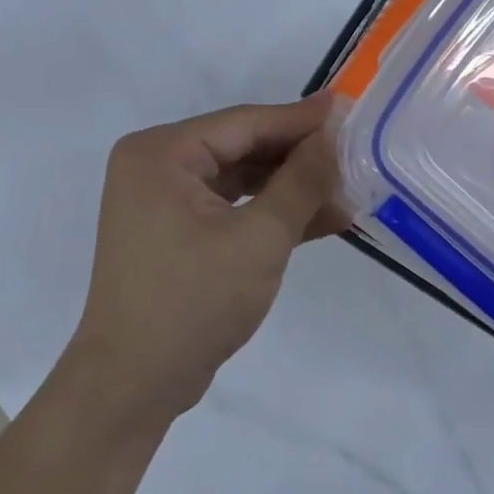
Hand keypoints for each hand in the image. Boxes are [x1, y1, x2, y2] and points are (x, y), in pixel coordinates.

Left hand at [68, 93, 348, 428]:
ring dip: (292, 191)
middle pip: (242, 149)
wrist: (136, 383)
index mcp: (161, 154)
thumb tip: (334, 135)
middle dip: (300, 159)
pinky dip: (271, 215)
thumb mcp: (260, 238)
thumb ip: (301, 182)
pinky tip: (321, 220)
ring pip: (241, 182)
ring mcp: (164, 203)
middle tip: (357, 155)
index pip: (245, 123)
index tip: (351, 110)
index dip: (302, 119)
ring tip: (349, 194)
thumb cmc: (194, 301)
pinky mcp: (176, 235)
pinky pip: (232, 210)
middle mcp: (157, 168)